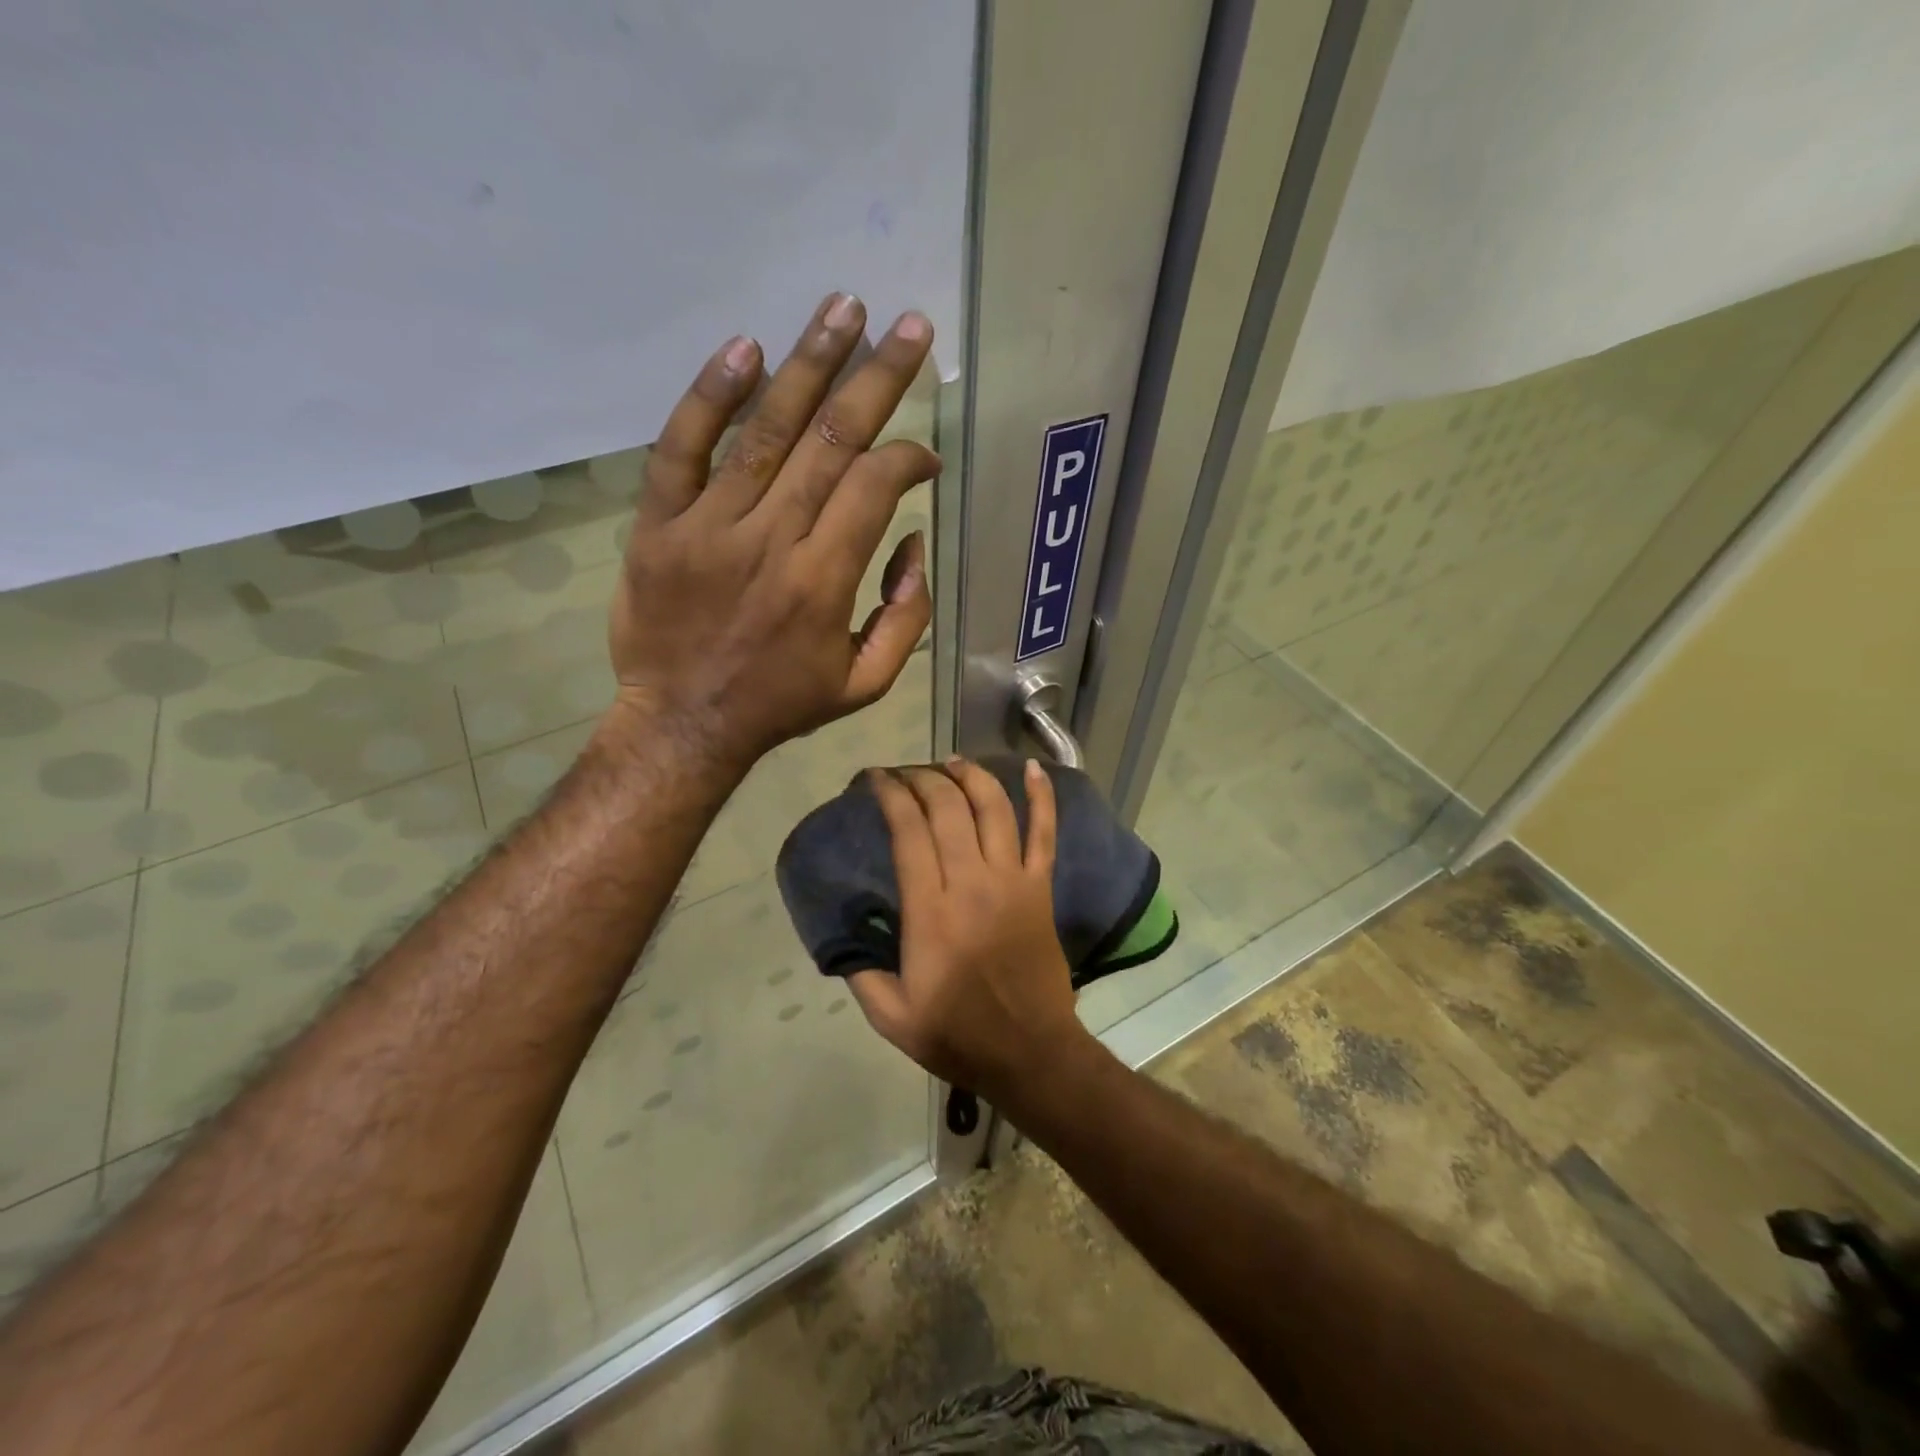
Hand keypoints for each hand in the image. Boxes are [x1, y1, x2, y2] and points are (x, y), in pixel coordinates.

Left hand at [606, 292, 938, 774]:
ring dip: (808, 363)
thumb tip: (913, 544)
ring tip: (842, 306)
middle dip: (877, 378)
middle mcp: (771, 540)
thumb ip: (905, 617)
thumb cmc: (780, 704)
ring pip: (764, 430)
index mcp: (824, 581)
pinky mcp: (658, 524)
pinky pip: (680, 448)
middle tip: (908, 324)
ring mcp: (708, 526)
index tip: (925, 455)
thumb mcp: (865, 683)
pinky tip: (745, 348)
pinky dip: (710, 396)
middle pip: (830, 440)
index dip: (908, 458)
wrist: (682, 725)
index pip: (874, 486)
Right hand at [848, 759, 1090, 1104]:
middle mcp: (972, 883)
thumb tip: (841, 937)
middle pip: (949, 808)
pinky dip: (1043, 797)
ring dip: (972, 777)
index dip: (891, 795)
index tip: (877, 779)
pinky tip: (1035, 768)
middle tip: (907, 773)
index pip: (909, 831)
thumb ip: (861, 973)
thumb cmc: (958, 1035)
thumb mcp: (891, 1017)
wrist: (1030, 1053)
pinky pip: (1045, 833)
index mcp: (931, 912)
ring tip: (953, 762)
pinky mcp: (1041, 888)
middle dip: (924, 778)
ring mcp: (1013, 881)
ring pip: (995, 809)